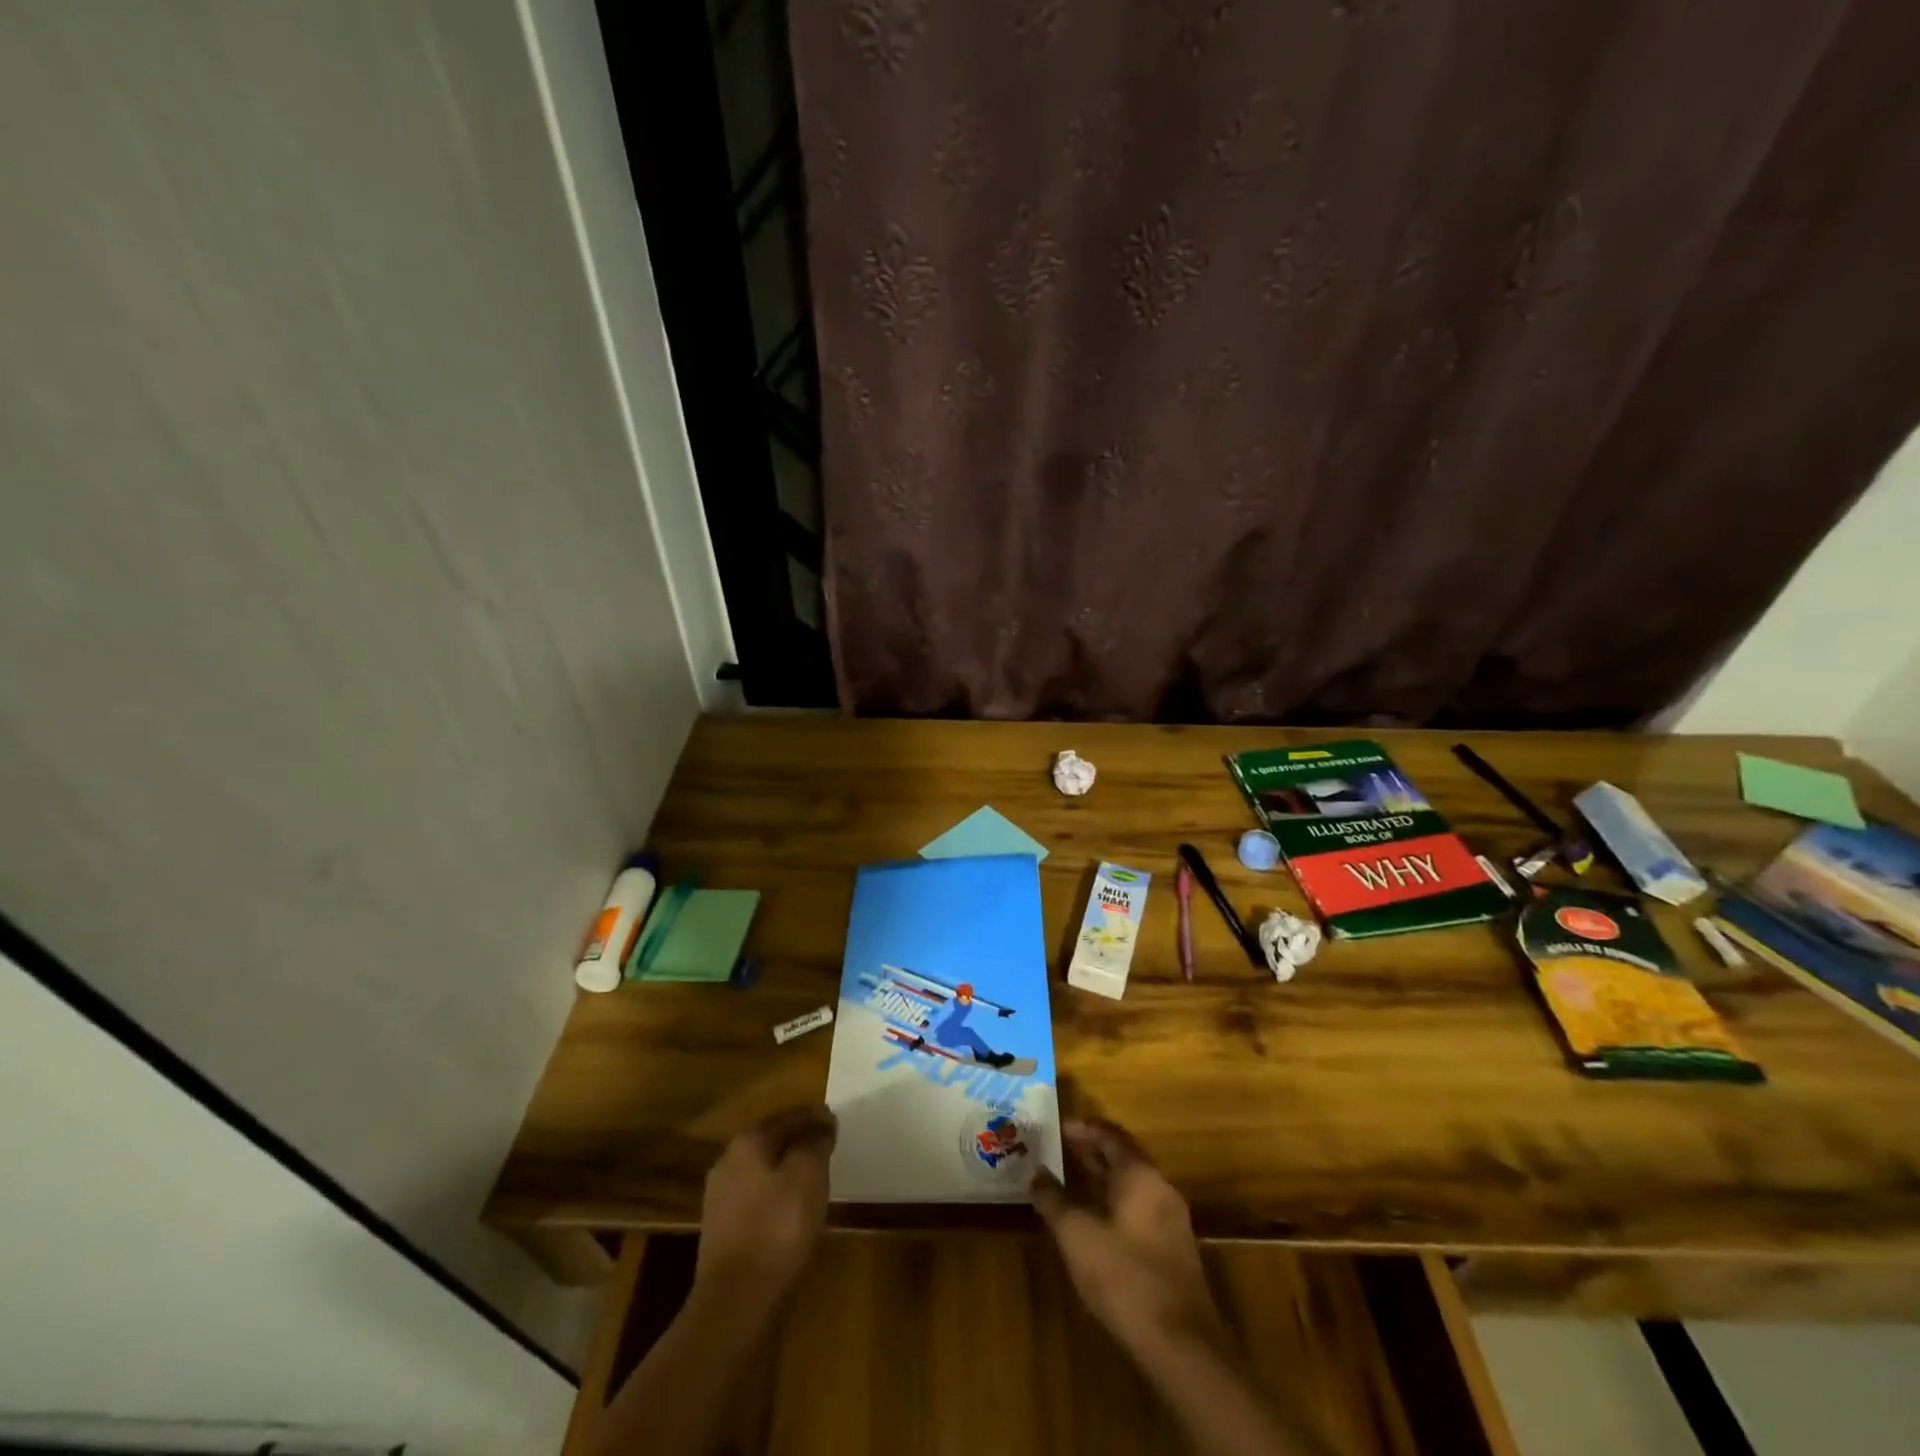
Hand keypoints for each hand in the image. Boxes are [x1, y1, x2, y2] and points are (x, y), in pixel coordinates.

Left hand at [692, 1104, 836, 1314]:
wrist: (734, 1301)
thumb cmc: (777, 1228)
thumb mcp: (808, 1175)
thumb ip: (816, 1143)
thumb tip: (821, 1125)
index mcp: (749, 1141)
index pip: (789, 1117)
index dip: (815, 1117)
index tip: (836, 1121)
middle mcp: (728, 1160)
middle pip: (772, 1139)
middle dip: (799, 1139)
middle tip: (826, 1144)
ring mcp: (720, 1196)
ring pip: (762, 1168)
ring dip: (786, 1167)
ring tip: (812, 1175)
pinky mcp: (720, 1228)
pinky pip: (755, 1196)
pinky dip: (775, 1193)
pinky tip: (790, 1207)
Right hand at [1030, 1119, 1225, 1359]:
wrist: (1180, 1344)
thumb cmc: (1124, 1276)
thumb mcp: (1076, 1235)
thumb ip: (1054, 1200)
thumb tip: (1036, 1173)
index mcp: (1139, 1173)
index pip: (1109, 1134)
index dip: (1082, 1128)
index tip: (1056, 1128)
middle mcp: (1160, 1186)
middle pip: (1123, 1156)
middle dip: (1091, 1152)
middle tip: (1059, 1151)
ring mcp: (1172, 1217)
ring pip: (1132, 1184)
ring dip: (1102, 1179)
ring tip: (1071, 1183)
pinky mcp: (1174, 1247)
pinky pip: (1140, 1207)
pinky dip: (1115, 1202)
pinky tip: (1095, 1221)